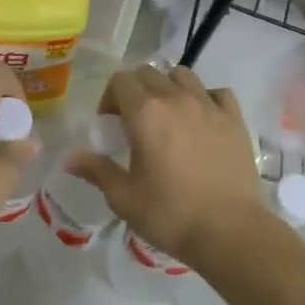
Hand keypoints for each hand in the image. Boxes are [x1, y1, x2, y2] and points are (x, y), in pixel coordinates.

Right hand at [66, 65, 264, 262]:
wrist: (228, 231)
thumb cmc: (169, 213)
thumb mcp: (123, 196)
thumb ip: (96, 170)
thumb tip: (68, 158)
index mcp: (146, 112)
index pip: (120, 81)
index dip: (109, 99)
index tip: (110, 126)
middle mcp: (177, 98)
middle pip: (149, 73)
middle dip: (135, 91)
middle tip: (134, 123)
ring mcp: (210, 106)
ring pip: (183, 76)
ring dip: (168, 88)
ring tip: (167, 117)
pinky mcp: (235, 119)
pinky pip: (216, 93)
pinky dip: (205, 98)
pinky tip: (201, 120)